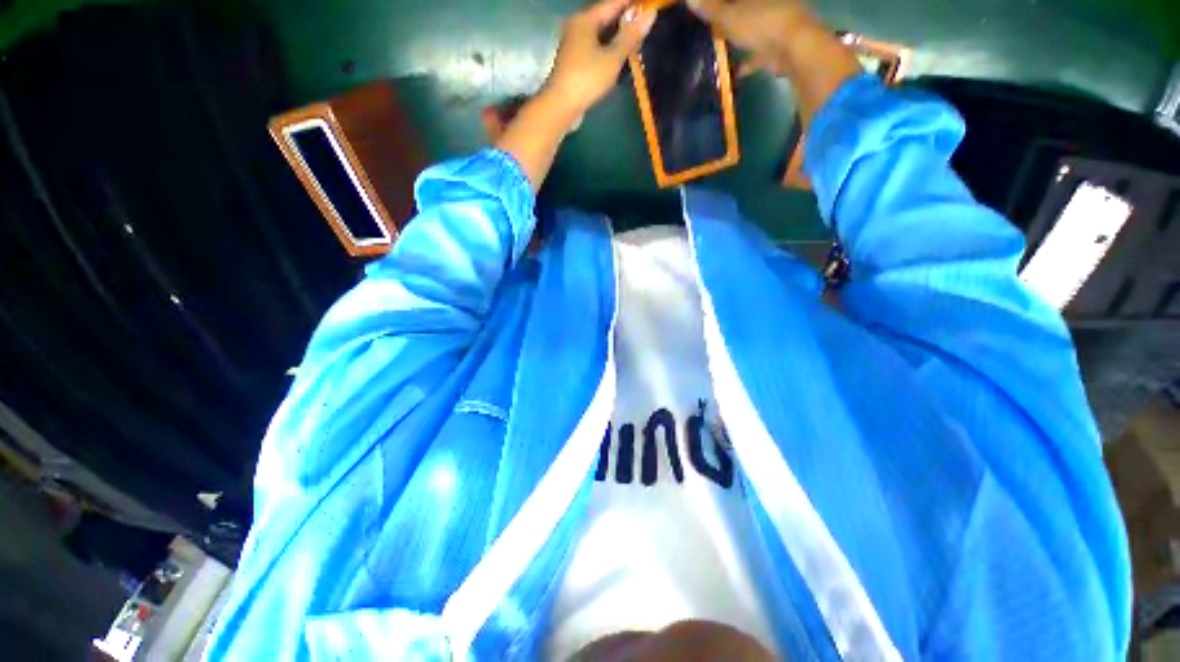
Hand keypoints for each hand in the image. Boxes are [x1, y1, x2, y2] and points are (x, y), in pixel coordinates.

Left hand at [541, 0, 656, 117]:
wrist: (561, 106)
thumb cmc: (586, 79)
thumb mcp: (612, 58)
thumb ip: (630, 37)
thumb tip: (650, 15)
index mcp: (585, 19)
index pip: (612, 3)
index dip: (631, 3)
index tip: (649, 5)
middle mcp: (576, 27)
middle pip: (605, 17)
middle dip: (625, 20)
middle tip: (644, 24)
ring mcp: (573, 45)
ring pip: (599, 34)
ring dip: (617, 37)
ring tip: (635, 41)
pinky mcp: (573, 62)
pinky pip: (594, 49)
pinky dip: (607, 50)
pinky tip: (618, 58)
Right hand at [687, 0, 812, 73]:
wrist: (792, 48)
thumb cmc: (761, 23)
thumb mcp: (729, 17)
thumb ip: (710, 9)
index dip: (719, 4)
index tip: (706, 9)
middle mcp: (768, 3)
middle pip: (744, 8)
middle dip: (728, 17)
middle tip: (711, 28)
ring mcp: (774, 23)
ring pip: (751, 28)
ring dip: (737, 37)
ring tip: (719, 46)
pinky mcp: (776, 45)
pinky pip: (757, 53)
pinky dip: (746, 63)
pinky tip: (733, 72)